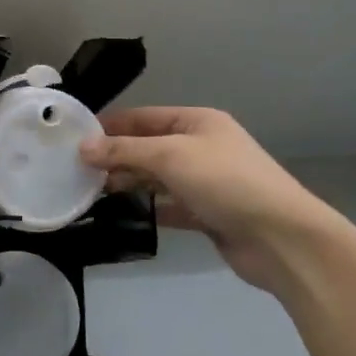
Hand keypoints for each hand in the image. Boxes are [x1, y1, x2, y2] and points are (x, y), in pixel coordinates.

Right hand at [81, 107, 345, 300]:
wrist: (281, 238)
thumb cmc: (225, 182)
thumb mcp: (170, 156)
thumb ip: (125, 151)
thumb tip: (83, 147)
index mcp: (197, 122)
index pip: (144, 117)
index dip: (111, 126)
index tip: (75, 138)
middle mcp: (202, 147)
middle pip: (149, 147)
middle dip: (116, 156)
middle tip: (77, 170)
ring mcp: (206, 182)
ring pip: (157, 177)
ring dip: (129, 182)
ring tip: (91, 191)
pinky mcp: (208, 213)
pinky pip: (169, 205)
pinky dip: (147, 207)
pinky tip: (121, 213)